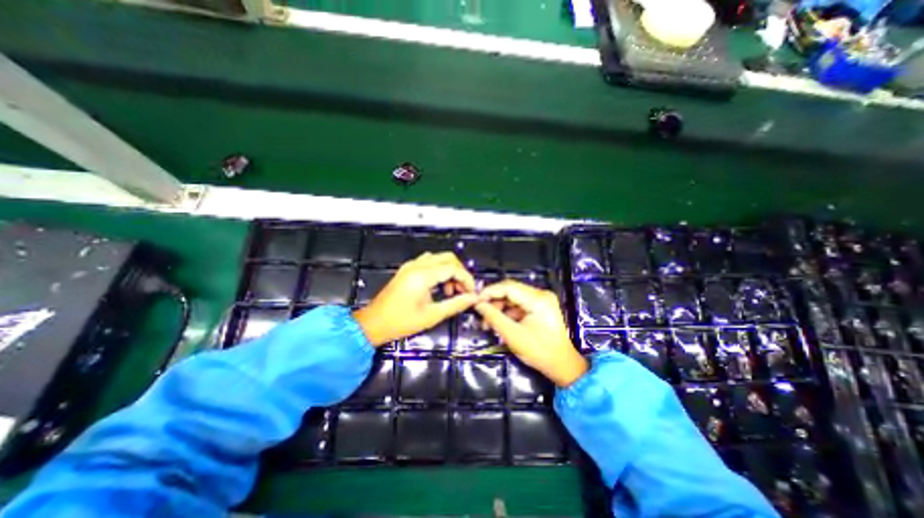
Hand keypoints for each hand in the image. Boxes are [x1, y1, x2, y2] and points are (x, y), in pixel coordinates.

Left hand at [351, 250, 472, 346]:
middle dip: (460, 272)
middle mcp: (417, 266)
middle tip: (463, 290)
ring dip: (449, 271)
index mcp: (422, 275)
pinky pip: (428, 262)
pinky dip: (439, 270)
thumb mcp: (432, 315)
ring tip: (450, 291)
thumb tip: (473, 299)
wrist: (373, 324)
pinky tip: (438, 286)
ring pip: (438, 258)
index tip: (471, 292)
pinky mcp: (407, 270)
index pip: (453, 268)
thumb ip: (455, 304)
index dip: (466, 279)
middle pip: (448, 258)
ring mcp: (410, 266)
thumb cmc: (400, 322)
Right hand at [477, 281, 583, 385]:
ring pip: (513, 298)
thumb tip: (478, 305)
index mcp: (538, 299)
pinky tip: (499, 323)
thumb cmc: (540, 352)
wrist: (563, 366)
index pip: (508, 287)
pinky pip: (518, 305)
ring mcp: (541, 300)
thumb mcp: (513, 335)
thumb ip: (494, 317)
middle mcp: (541, 294)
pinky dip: (507, 312)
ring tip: (488, 323)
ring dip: (499, 308)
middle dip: (493, 301)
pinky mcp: (539, 307)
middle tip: (480, 314)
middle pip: (510, 291)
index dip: (489, 292)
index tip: (475, 301)